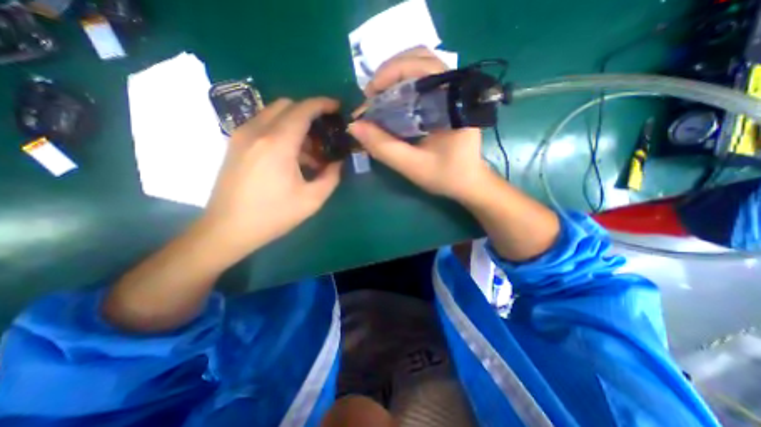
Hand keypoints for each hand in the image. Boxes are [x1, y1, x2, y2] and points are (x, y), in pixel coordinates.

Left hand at [203, 96, 345, 255]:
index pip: (303, 109)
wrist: (228, 229)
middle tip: (324, 135)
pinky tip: (290, 157)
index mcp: (278, 143)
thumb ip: (331, 177)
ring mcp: (242, 135)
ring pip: (274, 114)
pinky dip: (281, 131)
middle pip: (287, 105)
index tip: (337, 108)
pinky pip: (263, 125)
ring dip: (295, 124)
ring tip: (310, 152)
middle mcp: (257, 131)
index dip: (323, 104)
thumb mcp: (312, 200)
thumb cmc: (273, 215)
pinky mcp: (235, 144)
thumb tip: (338, 162)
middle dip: (310, 114)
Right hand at [347, 47, 490, 199]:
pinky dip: (402, 86)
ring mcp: (452, 92)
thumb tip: (354, 126)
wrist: (468, 182)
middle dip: (389, 73)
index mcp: (452, 102)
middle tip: (372, 96)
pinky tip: (392, 103)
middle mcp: (455, 89)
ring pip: (420, 66)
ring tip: (379, 98)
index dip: (390, 73)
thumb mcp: (413, 166)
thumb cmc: (446, 176)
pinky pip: (422, 80)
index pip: (421, 66)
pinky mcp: (446, 100)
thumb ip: (384, 147)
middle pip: (419, 58)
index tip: (369, 95)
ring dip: (395, 77)